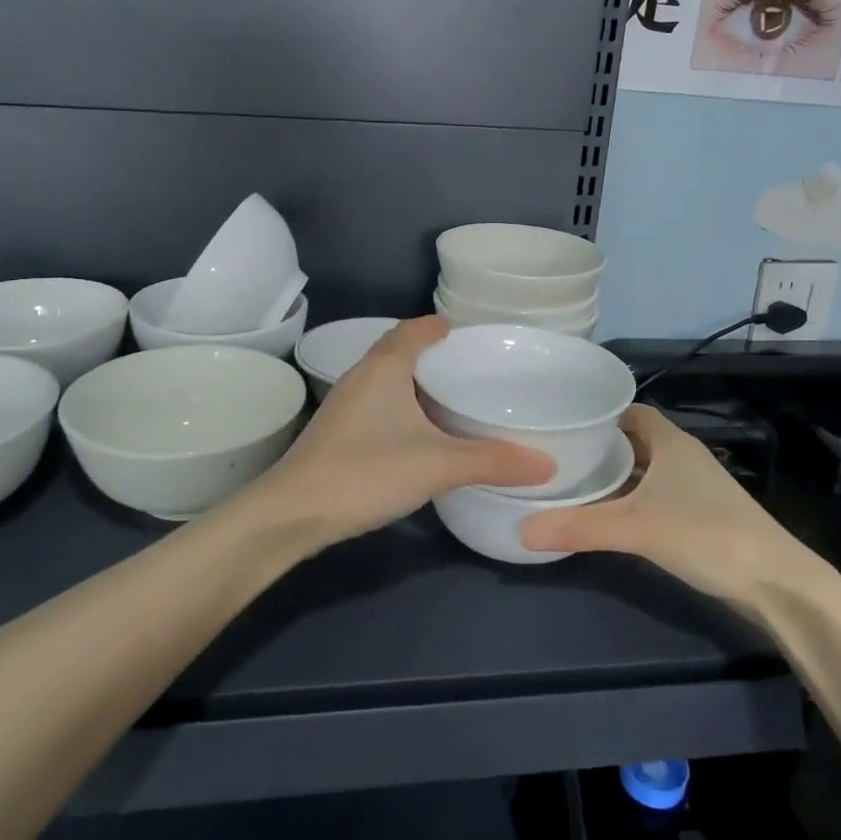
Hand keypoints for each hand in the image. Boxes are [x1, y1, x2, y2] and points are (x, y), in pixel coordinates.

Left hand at [251, 316, 555, 547]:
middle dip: (433, 355)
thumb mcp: (437, 465)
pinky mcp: (338, 432)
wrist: (293, 513)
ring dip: (416, 383)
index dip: (440, 327)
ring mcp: (345, 405)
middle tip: (471, 369)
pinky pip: (378, 404)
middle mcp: (362, 376)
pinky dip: (402, 407)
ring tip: (452, 400)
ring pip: (387, 380)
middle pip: (400, 351)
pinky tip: (419, 434)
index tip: (469, 334)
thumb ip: (492, 461)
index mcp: (385, 367)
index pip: (414, 329)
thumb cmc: (366, 471)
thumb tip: (547, 463)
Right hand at [518, 405, 829, 610]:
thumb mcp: (636, 528)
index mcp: (672, 442)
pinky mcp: (700, 516)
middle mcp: (684, 457)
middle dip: (600, 446)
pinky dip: (631, 500)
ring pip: (646, 471)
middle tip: (558, 454)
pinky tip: (609, 516)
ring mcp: (695, 488)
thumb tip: (523, 529)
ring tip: (573, 482)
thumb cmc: (706, 534)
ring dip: (616, 476)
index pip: (631, 411)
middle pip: (635, 441)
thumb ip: (580, 526)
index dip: (599, 413)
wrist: (775, 583)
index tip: (564, 421)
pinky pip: (655, 496)